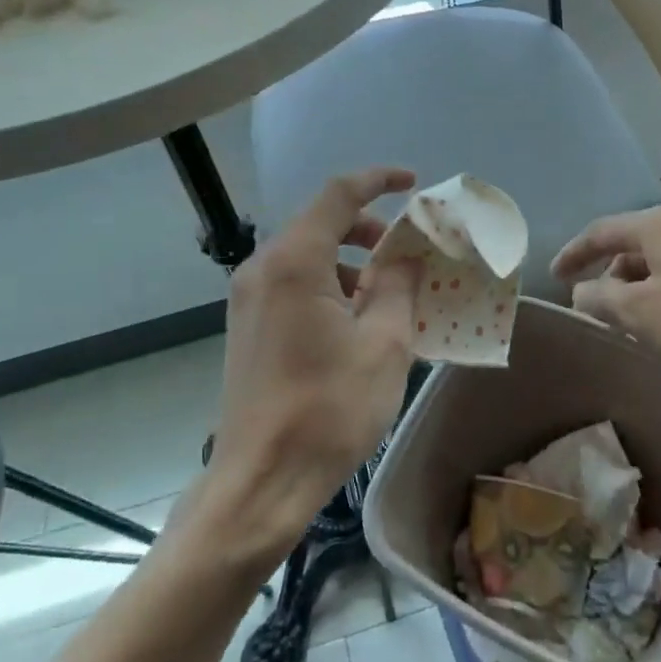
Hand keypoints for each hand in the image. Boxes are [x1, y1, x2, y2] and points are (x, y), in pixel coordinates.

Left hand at [199, 167, 419, 568]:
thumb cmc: (329, 409)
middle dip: (368, 228)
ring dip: (350, 261)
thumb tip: (405, 255)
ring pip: (306, 256)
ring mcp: (248, 299)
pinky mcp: (247, 327)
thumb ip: (399, 285)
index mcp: (294, 262)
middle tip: (407, 251)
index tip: (413, 183)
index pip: (339, 196)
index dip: (378, 181)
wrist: (261, 481)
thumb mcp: (385, 343)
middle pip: (320, 224)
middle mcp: (262, 269)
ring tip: (389, 294)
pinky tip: (356, 322)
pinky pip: (293, 285)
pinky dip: (329, 286)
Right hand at [552, 206, 660, 384]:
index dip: (573, 253)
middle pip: (631, 247)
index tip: (553, 277)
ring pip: (660, 266)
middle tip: (594, 308)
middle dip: (607, 277)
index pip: (600, 231)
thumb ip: (601, 299)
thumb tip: (582, 291)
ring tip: (631, 324)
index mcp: (656, 226)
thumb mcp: (641, 313)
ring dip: (638, 291)